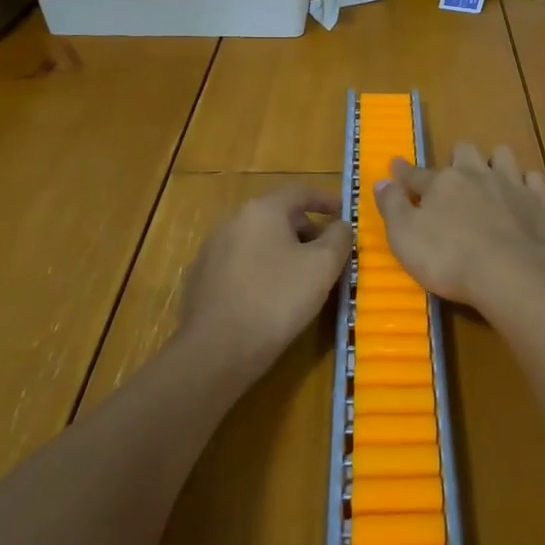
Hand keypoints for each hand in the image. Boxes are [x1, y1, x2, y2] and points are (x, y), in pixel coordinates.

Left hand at [180, 186, 352, 379]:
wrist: (215, 352)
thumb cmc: (276, 299)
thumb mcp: (322, 266)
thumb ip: (339, 237)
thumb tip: (341, 225)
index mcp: (262, 209)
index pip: (300, 192)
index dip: (326, 200)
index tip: (344, 213)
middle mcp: (233, 220)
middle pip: (278, 215)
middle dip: (306, 230)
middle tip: (327, 252)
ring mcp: (212, 250)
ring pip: (258, 240)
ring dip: (283, 251)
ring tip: (302, 277)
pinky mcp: (201, 279)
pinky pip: (241, 264)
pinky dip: (261, 270)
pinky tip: (270, 297)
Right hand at [374, 143, 544, 312]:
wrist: (513, 273)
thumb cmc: (450, 259)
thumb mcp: (405, 238)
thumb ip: (392, 207)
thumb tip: (381, 180)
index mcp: (441, 183)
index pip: (416, 173)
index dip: (404, 171)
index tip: (395, 165)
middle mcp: (475, 174)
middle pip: (464, 151)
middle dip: (457, 158)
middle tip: (454, 174)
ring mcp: (511, 184)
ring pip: (502, 155)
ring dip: (495, 161)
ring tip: (491, 176)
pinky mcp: (539, 200)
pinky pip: (533, 178)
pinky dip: (526, 182)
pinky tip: (524, 192)